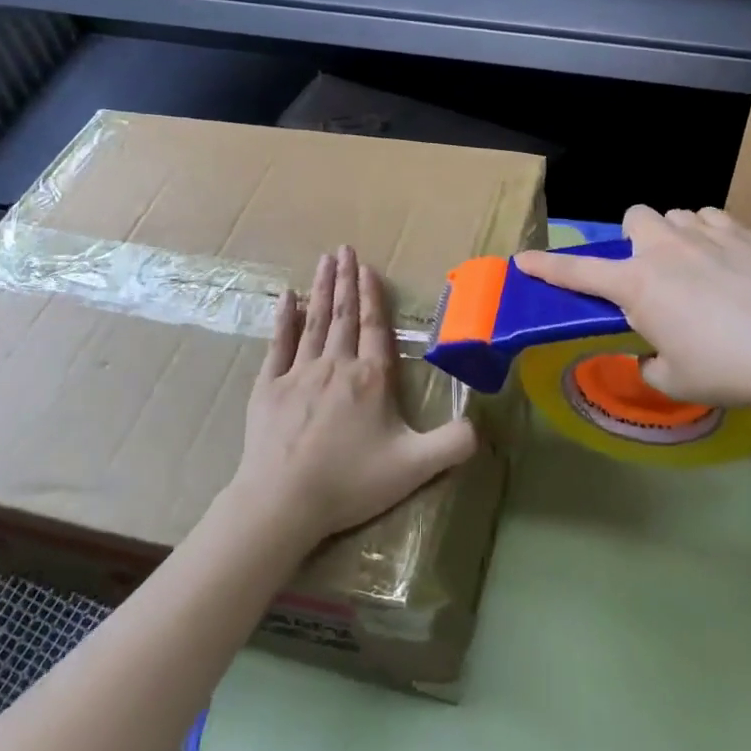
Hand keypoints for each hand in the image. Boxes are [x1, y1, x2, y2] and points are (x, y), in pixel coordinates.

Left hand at [227, 245, 477, 548]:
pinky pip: (278, 344)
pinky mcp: (268, 387)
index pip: (374, 327)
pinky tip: (286, 297)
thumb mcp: (414, 467)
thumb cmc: (350, 482)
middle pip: (343, 315)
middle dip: (345, 279)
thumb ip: (452, 444)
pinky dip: (283, 319)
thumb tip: (482, 425)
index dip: (372, 296)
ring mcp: (299, 373)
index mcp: (371, 378)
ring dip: (321, 289)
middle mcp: (336, 365)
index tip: (367, 268)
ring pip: (314, 321)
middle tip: (344, 248)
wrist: (283, 502)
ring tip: (324, 260)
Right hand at [515, 205, 750, 413]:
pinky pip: (713, 219)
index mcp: (637, 285)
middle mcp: (664, 249)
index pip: (578, 274)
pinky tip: (728, 262)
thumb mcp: (675, 381)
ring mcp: (706, 234)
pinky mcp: (743, 232)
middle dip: (635, 239)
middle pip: (633, 217)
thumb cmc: (727, 369)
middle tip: (652, 273)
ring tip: (696, 268)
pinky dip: (711, 236)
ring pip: (676, 215)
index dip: (547, 267)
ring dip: (675, 237)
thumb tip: (655, 355)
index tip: (523, 259)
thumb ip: (653, 364)